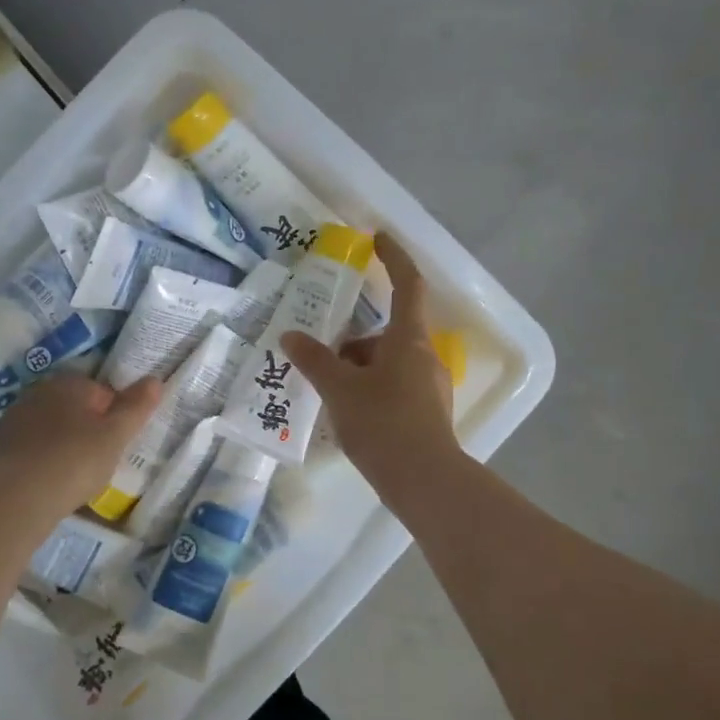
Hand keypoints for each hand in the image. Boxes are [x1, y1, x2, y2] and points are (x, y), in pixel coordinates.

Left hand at [0, 373, 161, 512]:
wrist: (18, 496)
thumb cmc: (75, 460)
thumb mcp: (116, 435)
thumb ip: (136, 407)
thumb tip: (155, 379)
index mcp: (69, 383)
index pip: (103, 393)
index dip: (114, 418)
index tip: (117, 444)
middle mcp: (40, 391)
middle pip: (75, 408)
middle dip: (88, 428)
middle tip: (99, 460)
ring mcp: (16, 417)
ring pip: (52, 427)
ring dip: (64, 443)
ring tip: (74, 474)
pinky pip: (32, 446)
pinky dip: (43, 458)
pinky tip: (50, 480)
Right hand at [282, 233, 459, 504]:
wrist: (424, 481)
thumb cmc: (383, 424)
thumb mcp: (340, 389)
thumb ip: (314, 360)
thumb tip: (290, 336)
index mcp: (409, 339)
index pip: (407, 284)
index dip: (394, 257)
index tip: (379, 238)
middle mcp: (425, 356)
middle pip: (389, 332)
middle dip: (354, 340)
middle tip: (322, 356)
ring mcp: (429, 386)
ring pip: (389, 363)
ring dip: (359, 369)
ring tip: (327, 393)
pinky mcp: (427, 413)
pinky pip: (394, 387)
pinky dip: (370, 390)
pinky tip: (347, 415)